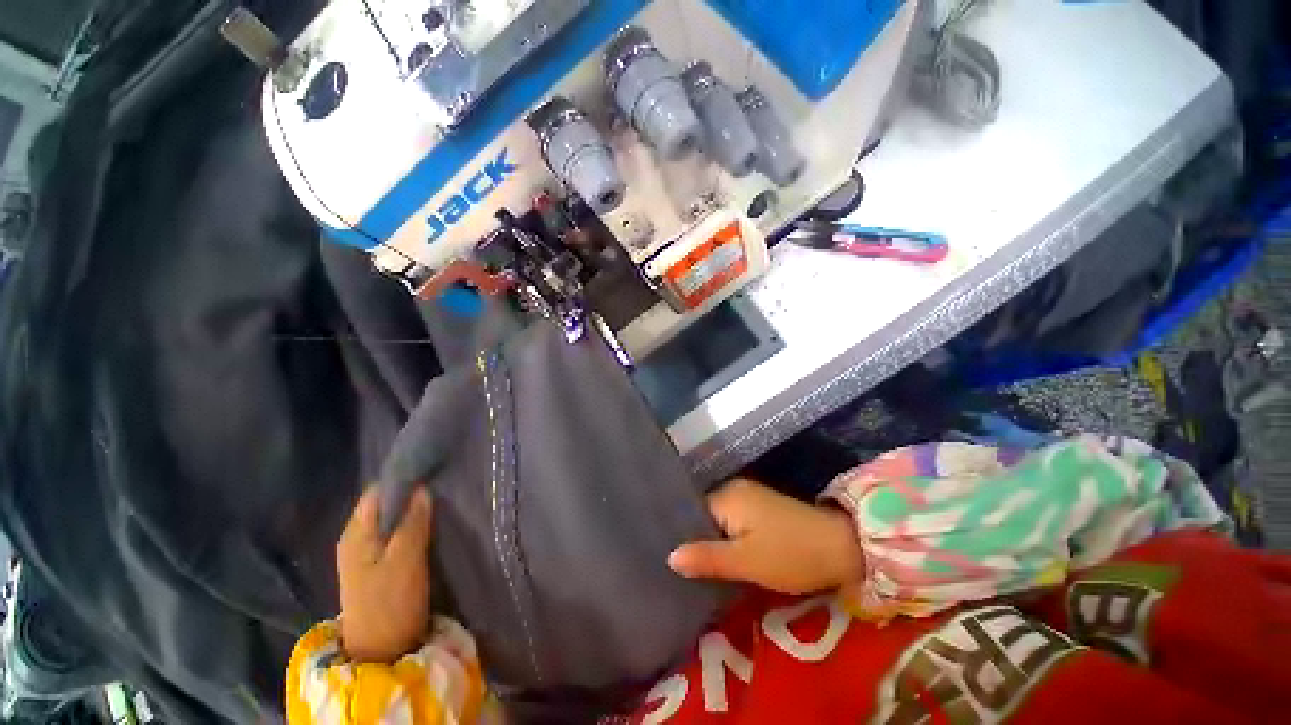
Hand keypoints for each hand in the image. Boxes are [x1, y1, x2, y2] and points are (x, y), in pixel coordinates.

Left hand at [337, 487, 432, 661]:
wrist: (380, 652)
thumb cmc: (390, 604)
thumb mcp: (405, 561)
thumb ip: (412, 524)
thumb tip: (423, 489)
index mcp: (355, 535)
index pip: (377, 493)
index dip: (403, 482)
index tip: (431, 476)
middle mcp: (356, 539)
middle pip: (383, 505)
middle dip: (410, 497)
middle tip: (441, 494)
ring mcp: (365, 554)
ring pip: (391, 520)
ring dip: (413, 513)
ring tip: (440, 508)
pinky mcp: (377, 566)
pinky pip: (394, 535)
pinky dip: (411, 528)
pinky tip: (429, 529)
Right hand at [668, 478, 864, 594]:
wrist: (841, 547)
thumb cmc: (790, 554)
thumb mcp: (746, 561)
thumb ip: (707, 558)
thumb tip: (669, 556)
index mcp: (727, 496)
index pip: (689, 513)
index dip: (680, 536)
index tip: (666, 560)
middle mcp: (733, 490)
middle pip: (703, 516)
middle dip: (695, 541)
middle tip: (680, 570)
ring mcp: (748, 498)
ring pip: (718, 521)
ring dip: (711, 542)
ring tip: (695, 568)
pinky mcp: (761, 509)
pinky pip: (732, 523)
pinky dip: (726, 540)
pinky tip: (722, 559)